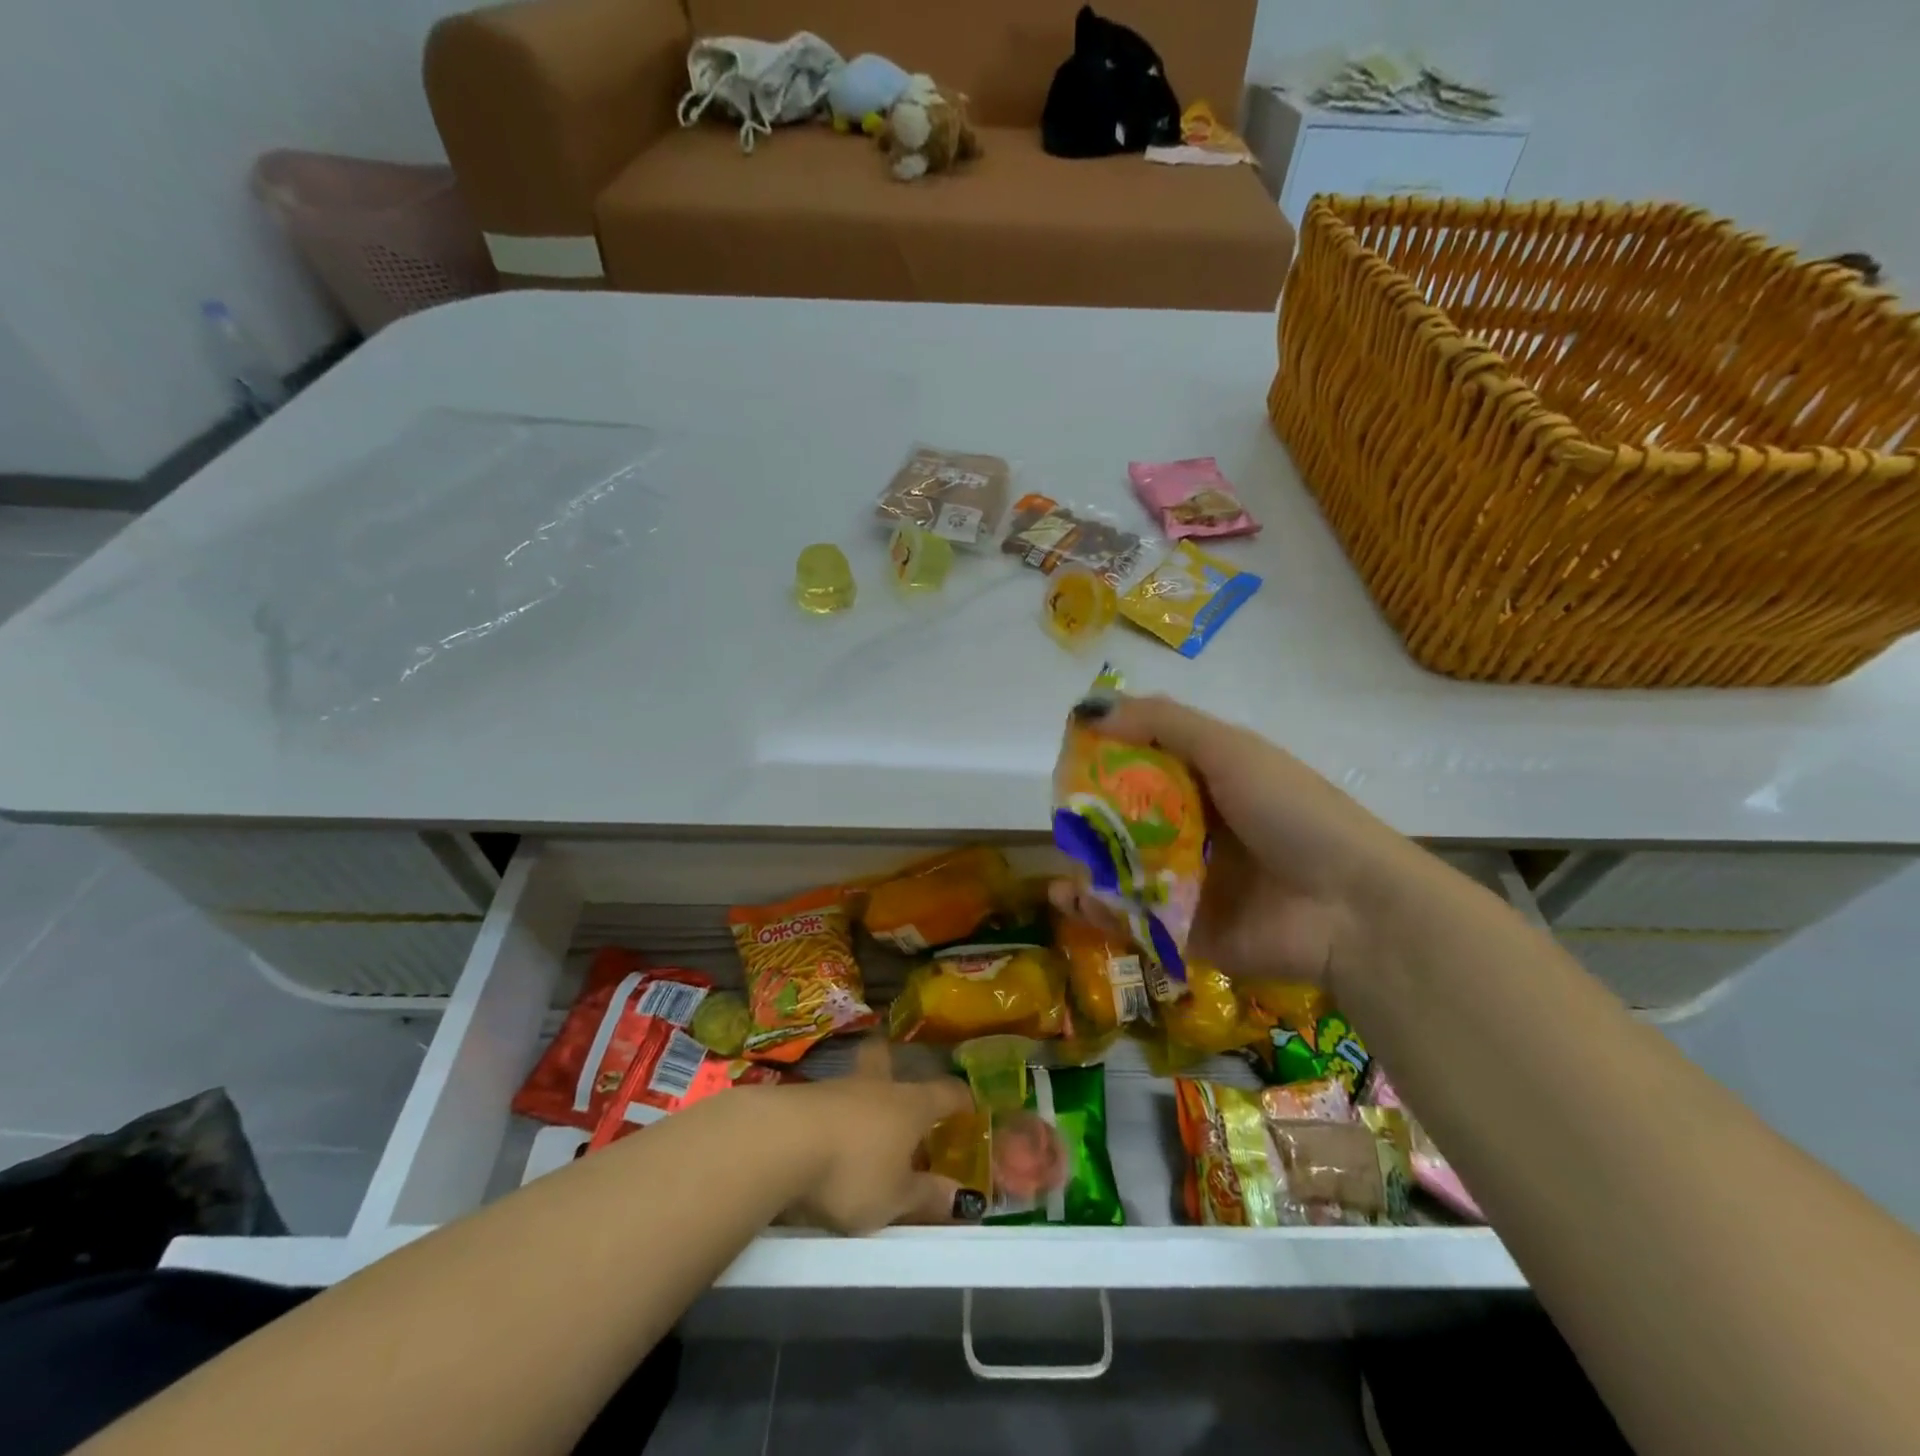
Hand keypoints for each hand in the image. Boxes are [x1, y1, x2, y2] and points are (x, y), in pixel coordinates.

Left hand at [768, 1037, 978, 1233]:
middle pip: (887, 1061)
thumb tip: (963, 1198)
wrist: (781, 1144)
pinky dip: (830, 1115)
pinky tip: (824, 1135)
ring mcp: (835, 1088)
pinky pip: (825, 1102)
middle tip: (894, 1071)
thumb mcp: (894, 1198)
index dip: (960, 1099)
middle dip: (893, 1063)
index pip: (945, 1092)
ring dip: (859, 1096)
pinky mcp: (800, 1100)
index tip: (968, 1106)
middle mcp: (876, 1087)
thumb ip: (927, 1196)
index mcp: (910, 1105)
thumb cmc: (853, 1170)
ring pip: (854, 1082)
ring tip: (859, 1120)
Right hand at [1049, 693, 1411, 993]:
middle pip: (1129, 821)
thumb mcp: (1230, 750)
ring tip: (1059, 865)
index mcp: (1209, 784)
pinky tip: (1071, 899)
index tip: (1070, 758)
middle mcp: (1196, 831)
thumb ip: (1161, 724)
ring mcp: (1190, 884)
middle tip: (1061, 818)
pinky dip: (1100, 911)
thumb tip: (1088, 710)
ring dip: (1087, 867)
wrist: (1350, 908)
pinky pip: (1134, 919)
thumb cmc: (1291, 813)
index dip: (1107, 759)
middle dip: (1091, 820)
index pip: (1145, 765)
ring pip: (1124, 871)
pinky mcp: (1186, 931)